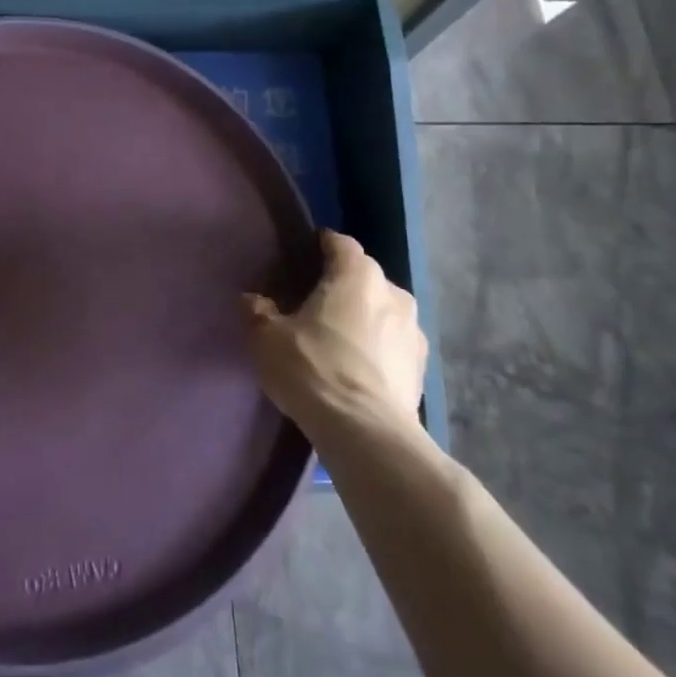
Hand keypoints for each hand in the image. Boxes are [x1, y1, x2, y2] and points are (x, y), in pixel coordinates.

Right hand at [243, 230, 427, 443]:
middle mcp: (393, 292)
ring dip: (362, 318)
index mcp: (357, 274)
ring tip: (335, 341)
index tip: (299, 260)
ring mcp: (414, 331)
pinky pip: (392, 344)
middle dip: (340, 286)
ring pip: (381, 311)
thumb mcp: (268, 338)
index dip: (319, 246)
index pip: (339, 243)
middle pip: (363, 277)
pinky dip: (376, 349)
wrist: (366, 433)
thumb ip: (258, 311)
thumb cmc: (313, 369)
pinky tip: (356, 370)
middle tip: (311, 305)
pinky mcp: (422, 367)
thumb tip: (253, 299)